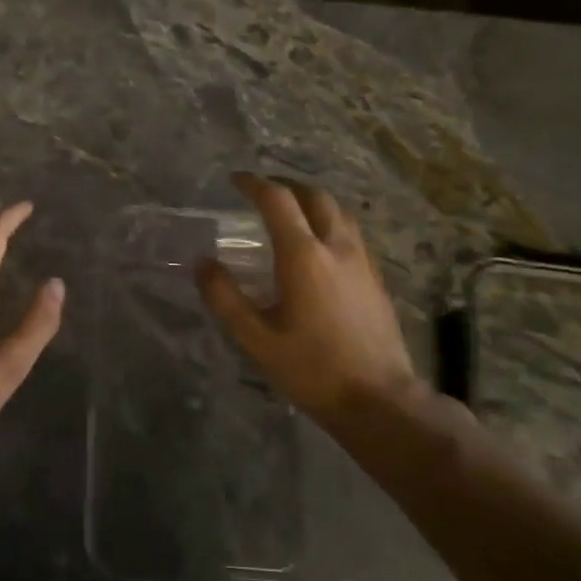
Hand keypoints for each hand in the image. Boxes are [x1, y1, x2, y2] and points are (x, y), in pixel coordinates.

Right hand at [195, 173, 427, 435]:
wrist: (378, 399)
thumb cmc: (311, 369)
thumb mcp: (255, 338)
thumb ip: (225, 298)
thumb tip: (203, 264)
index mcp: (304, 257)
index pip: (278, 201)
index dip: (254, 184)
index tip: (235, 180)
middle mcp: (337, 248)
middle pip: (315, 197)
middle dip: (286, 185)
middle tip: (262, 191)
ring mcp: (362, 261)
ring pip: (339, 212)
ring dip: (311, 201)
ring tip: (289, 211)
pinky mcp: (376, 278)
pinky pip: (351, 233)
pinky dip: (329, 222)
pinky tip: (318, 245)